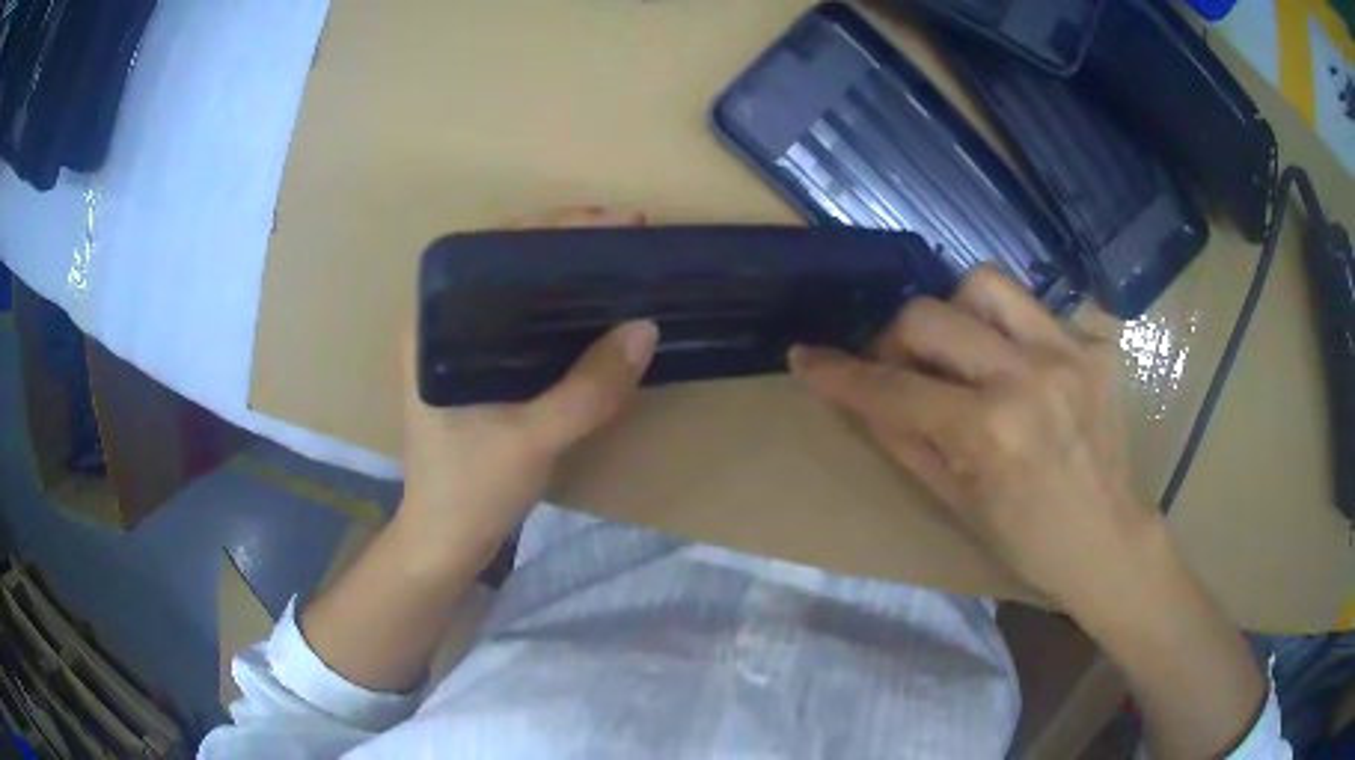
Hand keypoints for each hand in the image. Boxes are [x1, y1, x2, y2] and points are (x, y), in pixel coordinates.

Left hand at [395, 207, 658, 570]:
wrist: (445, 542)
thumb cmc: (469, 490)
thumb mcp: (532, 441)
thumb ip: (587, 389)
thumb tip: (645, 329)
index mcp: (432, 323)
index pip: (490, 248)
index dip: (549, 226)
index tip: (606, 224)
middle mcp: (442, 322)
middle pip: (506, 260)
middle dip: (566, 243)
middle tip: (626, 237)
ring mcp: (460, 347)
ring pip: (518, 290)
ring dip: (567, 274)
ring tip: (620, 264)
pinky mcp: (481, 370)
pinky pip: (524, 322)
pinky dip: (562, 312)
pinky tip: (597, 313)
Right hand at [789, 268, 1153, 609]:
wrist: (1109, 539)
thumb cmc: (1027, 541)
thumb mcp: (955, 501)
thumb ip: (904, 437)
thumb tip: (861, 393)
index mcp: (990, 433)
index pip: (894, 388)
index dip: (841, 373)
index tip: (807, 357)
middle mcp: (1030, 377)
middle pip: (930, 315)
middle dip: (892, 337)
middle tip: (896, 366)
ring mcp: (1069, 352)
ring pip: (984, 282)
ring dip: (954, 312)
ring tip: (958, 350)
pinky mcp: (1095, 344)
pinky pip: (1033, 308)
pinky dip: (1008, 329)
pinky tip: (1017, 366)